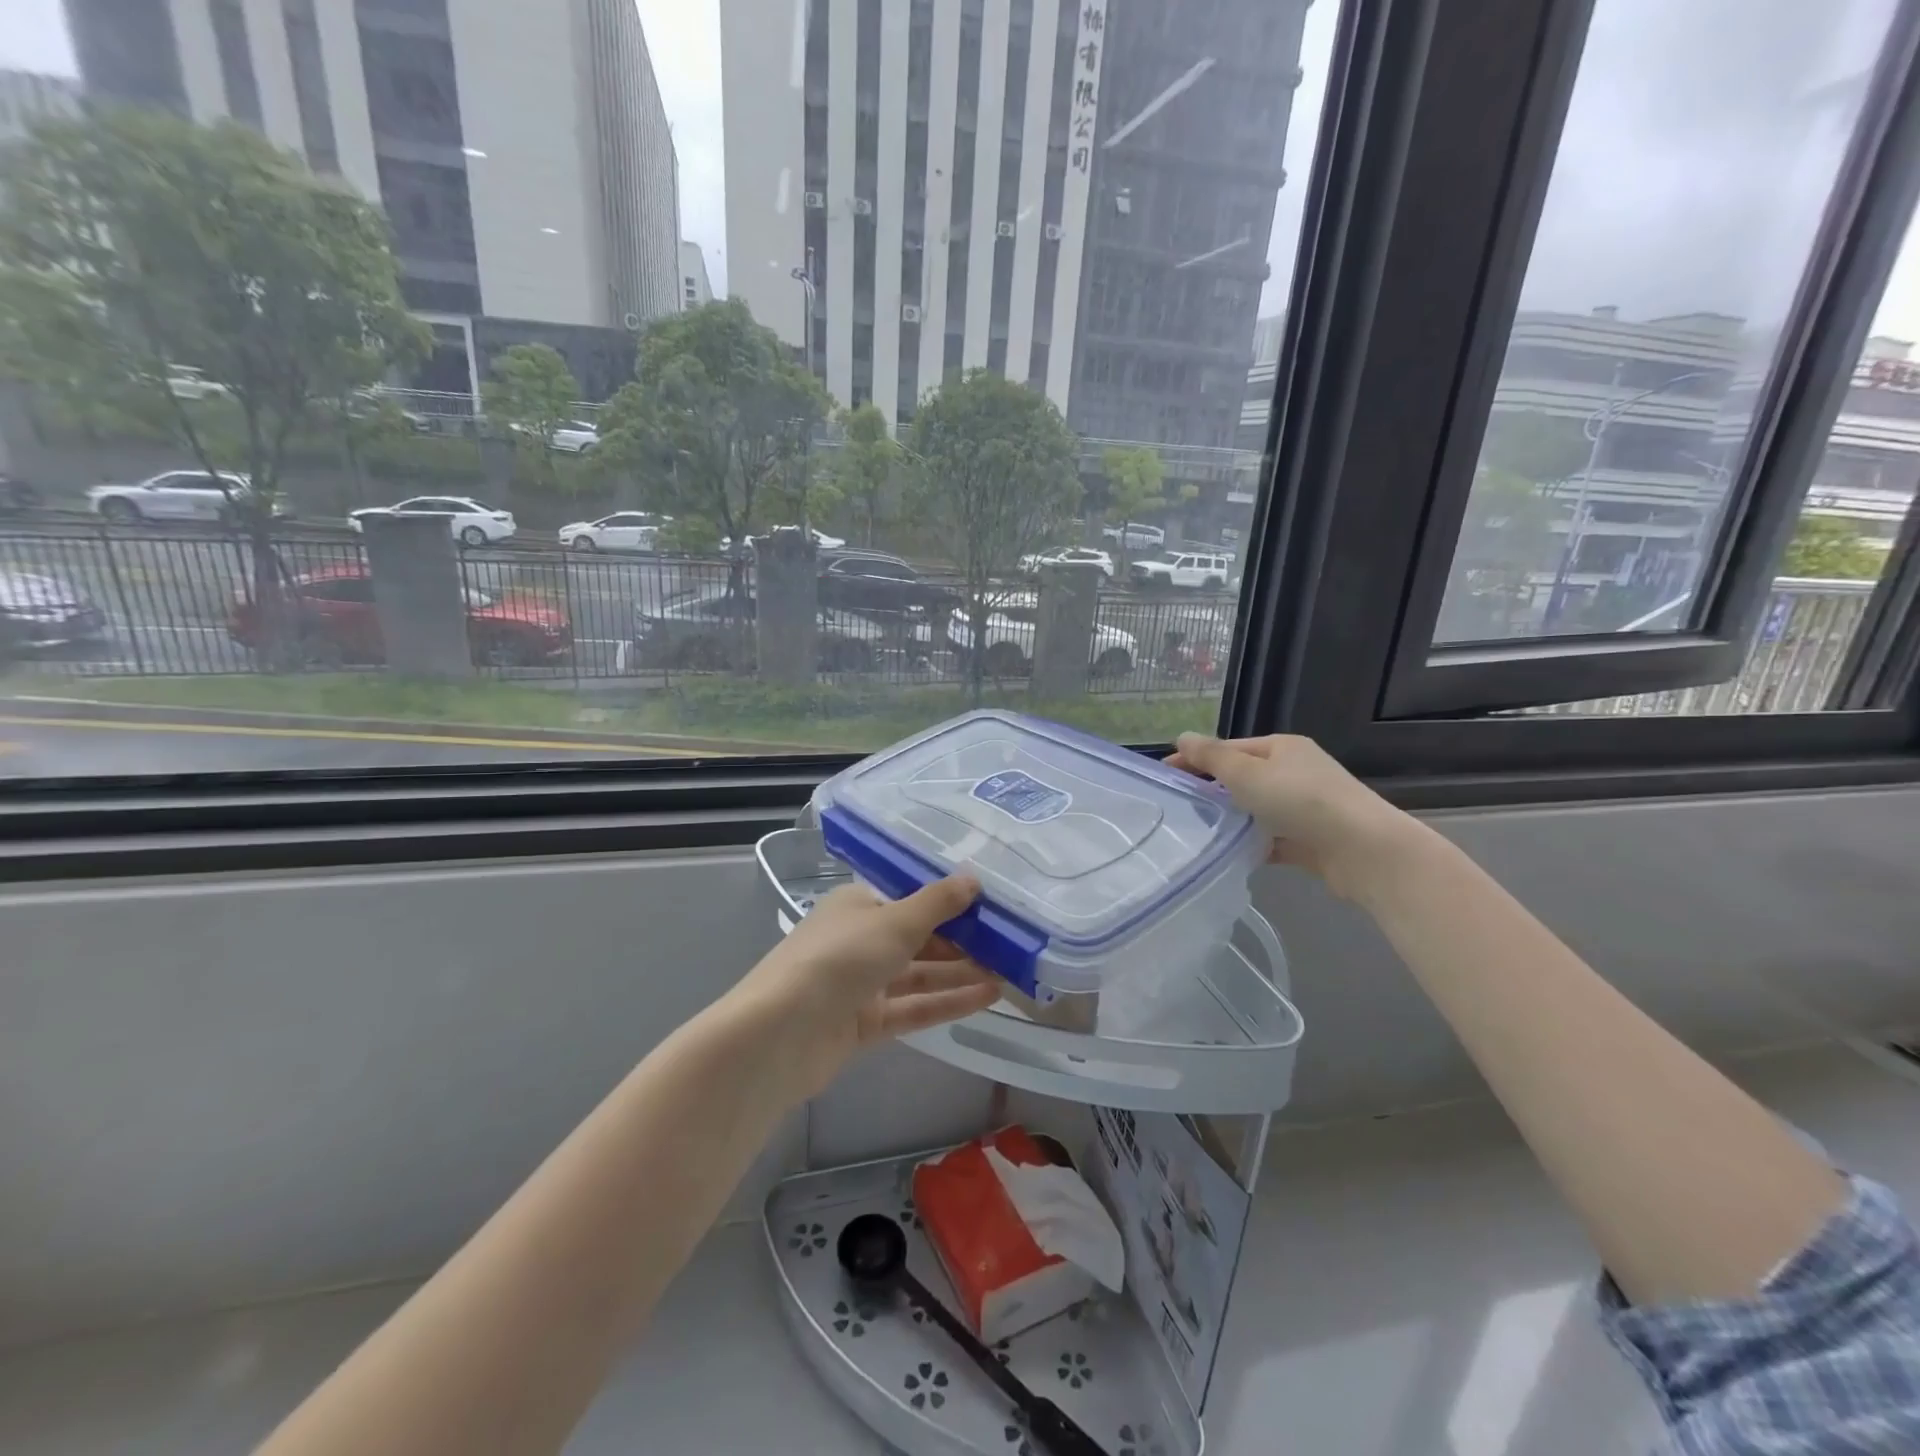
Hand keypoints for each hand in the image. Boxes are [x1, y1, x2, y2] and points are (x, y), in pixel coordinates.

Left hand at [728, 877, 1002, 1098]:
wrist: (779, 1035)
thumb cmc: (838, 959)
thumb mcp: (894, 921)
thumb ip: (937, 903)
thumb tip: (974, 877)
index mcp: (858, 905)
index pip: (911, 899)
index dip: (951, 903)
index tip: (993, 907)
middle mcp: (859, 940)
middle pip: (918, 938)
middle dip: (962, 941)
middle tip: (1011, 944)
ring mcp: (861, 984)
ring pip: (919, 974)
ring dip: (961, 973)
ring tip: (1010, 972)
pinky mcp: (864, 1024)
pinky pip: (913, 1007)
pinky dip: (947, 1002)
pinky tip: (988, 998)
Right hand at [1167, 733, 1418, 901]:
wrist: (1362, 849)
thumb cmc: (1299, 800)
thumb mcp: (1246, 773)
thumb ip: (1211, 757)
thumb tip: (1181, 737)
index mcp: (1282, 747)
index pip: (1230, 748)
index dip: (1197, 759)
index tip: (1167, 776)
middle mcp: (1296, 771)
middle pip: (1244, 777)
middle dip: (1213, 790)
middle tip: (1180, 806)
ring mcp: (1306, 806)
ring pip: (1258, 809)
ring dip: (1233, 819)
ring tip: (1199, 832)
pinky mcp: (1311, 839)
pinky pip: (1272, 838)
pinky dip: (1254, 844)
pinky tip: (1231, 855)